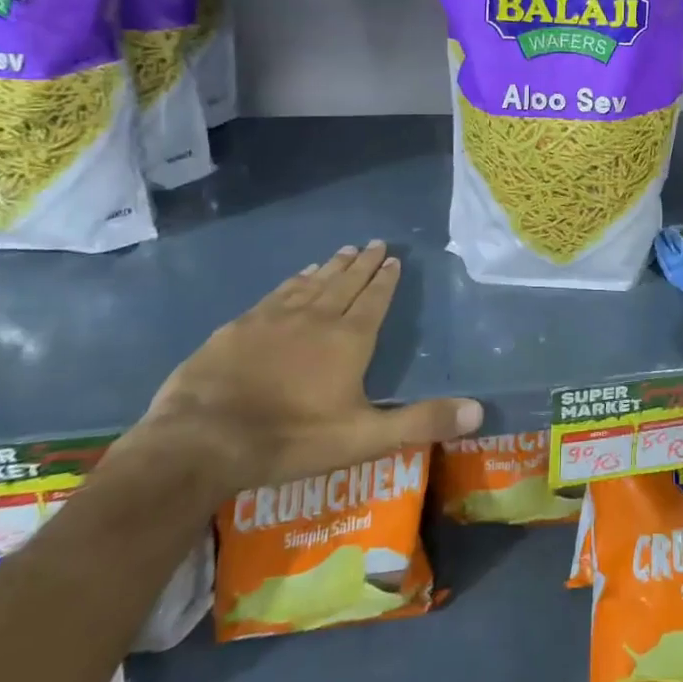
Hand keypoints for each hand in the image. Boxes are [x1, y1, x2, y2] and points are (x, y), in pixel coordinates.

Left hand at [129, 241, 482, 498]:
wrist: (203, 439)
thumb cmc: (291, 439)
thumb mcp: (364, 438)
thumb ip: (421, 422)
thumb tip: (479, 409)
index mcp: (349, 340)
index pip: (374, 299)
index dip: (385, 279)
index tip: (393, 258)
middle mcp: (316, 318)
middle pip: (345, 283)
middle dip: (363, 263)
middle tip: (374, 242)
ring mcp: (274, 319)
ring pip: (311, 283)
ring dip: (331, 267)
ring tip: (343, 250)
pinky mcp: (239, 327)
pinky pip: (276, 294)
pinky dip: (293, 281)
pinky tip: (297, 276)